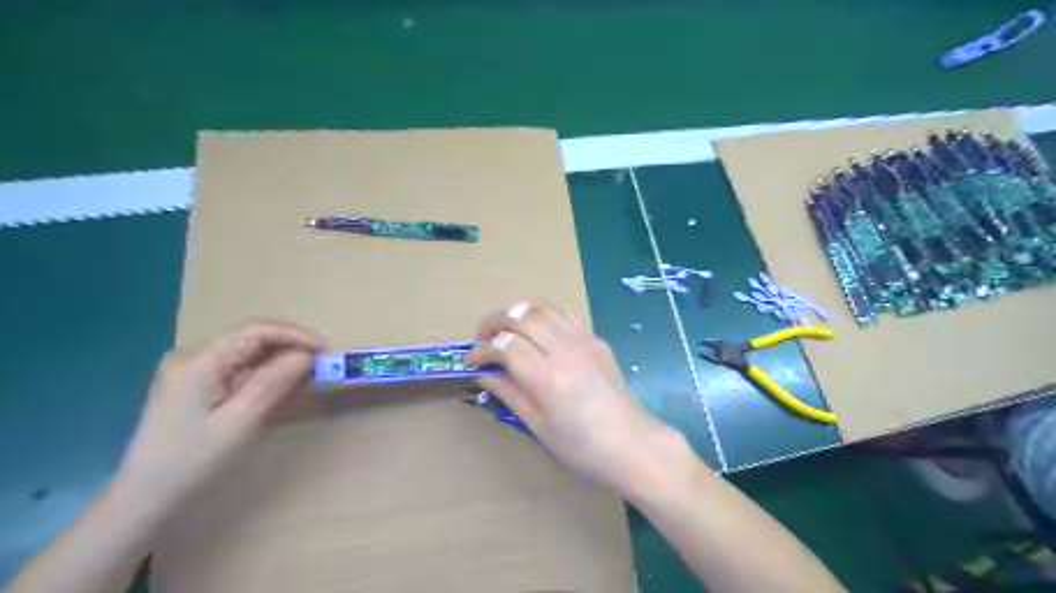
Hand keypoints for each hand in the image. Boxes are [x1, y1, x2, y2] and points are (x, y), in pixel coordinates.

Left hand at [115, 322, 326, 510]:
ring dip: (281, 358)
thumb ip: (273, 382)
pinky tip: (282, 385)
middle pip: (252, 335)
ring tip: (309, 374)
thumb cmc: (192, 461)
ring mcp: (191, 367)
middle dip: (291, 345)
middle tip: (322, 363)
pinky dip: (265, 370)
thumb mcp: (239, 421)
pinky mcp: (195, 380)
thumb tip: (306, 354)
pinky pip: (238, 364)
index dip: (296, 335)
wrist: (144, 496)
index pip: (257, 330)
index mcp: (199, 360)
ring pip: (248, 349)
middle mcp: (193, 354)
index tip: (327, 351)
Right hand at [468, 301, 684, 494]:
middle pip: (521, 316)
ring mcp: (583, 340)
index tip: (471, 362)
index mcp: (547, 377)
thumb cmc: (581, 446)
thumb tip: (483, 374)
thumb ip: (508, 393)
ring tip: (507, 331)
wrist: (631, 443)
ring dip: (518, 314)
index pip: (505, 346)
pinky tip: (538, 332)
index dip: (481, 350)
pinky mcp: (596, 339)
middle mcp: (564, 350)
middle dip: (495, 322)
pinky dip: (544, 315)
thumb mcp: (537, 426)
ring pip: (543, 308)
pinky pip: (564, 314)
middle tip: (483, 339)